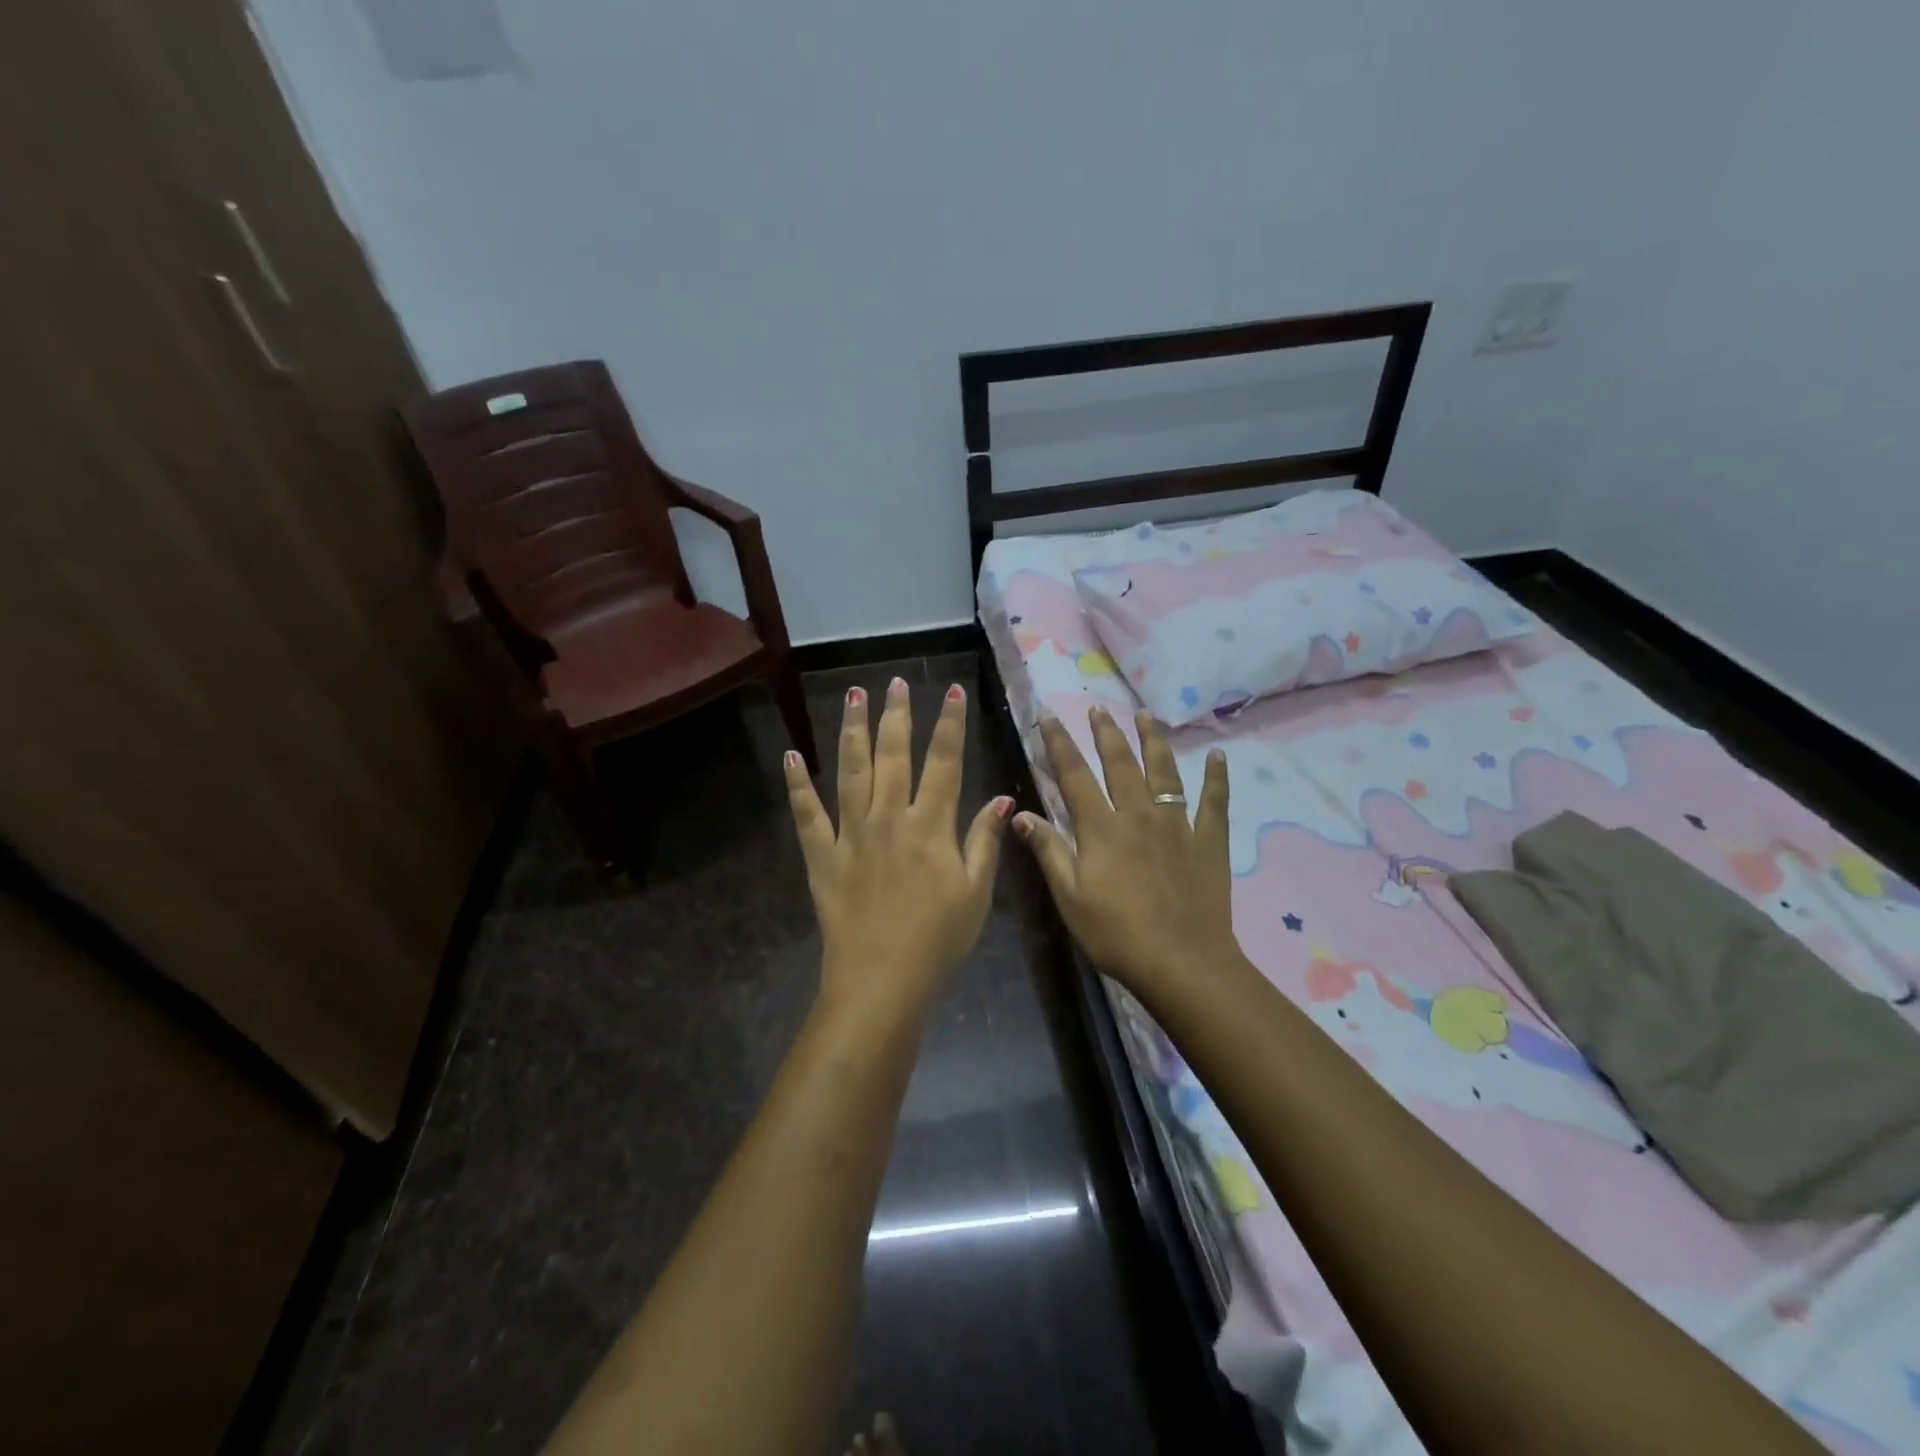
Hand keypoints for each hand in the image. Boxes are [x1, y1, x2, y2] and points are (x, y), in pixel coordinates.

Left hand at [784, 676, 1011, 1018]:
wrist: (882, 980)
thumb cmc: (939, 940)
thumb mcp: (976, 893)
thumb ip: (984, 841)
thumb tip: (1001, 799)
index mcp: (930, 824)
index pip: (944, 761)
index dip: (950, 724)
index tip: (953, 691)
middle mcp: (889, 817)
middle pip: (893, 754)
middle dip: (896, 715)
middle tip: (894, 682)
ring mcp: (851, 833)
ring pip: (850, 771)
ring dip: (853, 730)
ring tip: (854, 696)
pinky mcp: (822, 855)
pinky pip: (807, 814)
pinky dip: (797, 785)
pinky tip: (791, 755)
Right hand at [1017, 707, 1240, 994]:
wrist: (1182, 962)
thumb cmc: (1116, 934)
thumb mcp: (1069, 897)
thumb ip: (1047, 850)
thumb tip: (1018, 813)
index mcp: (1101, 828)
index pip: (1074, 774)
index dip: (1059, 743)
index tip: (1048, 715)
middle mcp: (1138, 815)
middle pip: (1120, 763)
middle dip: (1106, 733)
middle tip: (1097, 708)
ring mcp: (1177, 825)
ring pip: (1164, 772)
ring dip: (1153, 740)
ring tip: (1146, 716)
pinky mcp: (1208, 842)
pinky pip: (1214, 802)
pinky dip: (1216, 778)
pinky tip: (1218, 756)